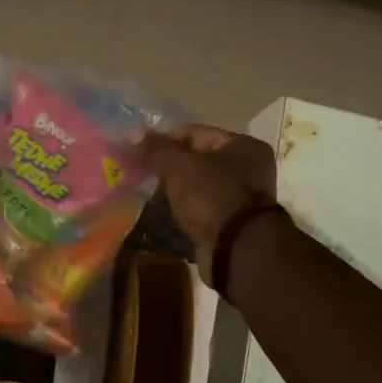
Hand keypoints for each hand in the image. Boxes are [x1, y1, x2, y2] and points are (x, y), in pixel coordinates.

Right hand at [136, 124, 278, 286]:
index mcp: (243, 146)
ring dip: (175, 188)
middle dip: (169, 165)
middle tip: (139, 169)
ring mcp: (241, 198)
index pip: (197, 133)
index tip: (139, 147)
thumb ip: (157, 148)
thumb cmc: (212, 196)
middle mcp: (249, 169)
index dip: (166, 138)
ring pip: (199, 185)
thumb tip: (132, 133)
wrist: (235, 249)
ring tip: (145, 189)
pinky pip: (200, 207)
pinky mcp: (230, 224)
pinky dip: (183, 207)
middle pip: (199, 159)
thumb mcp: (179, 166)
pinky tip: (162, 210)